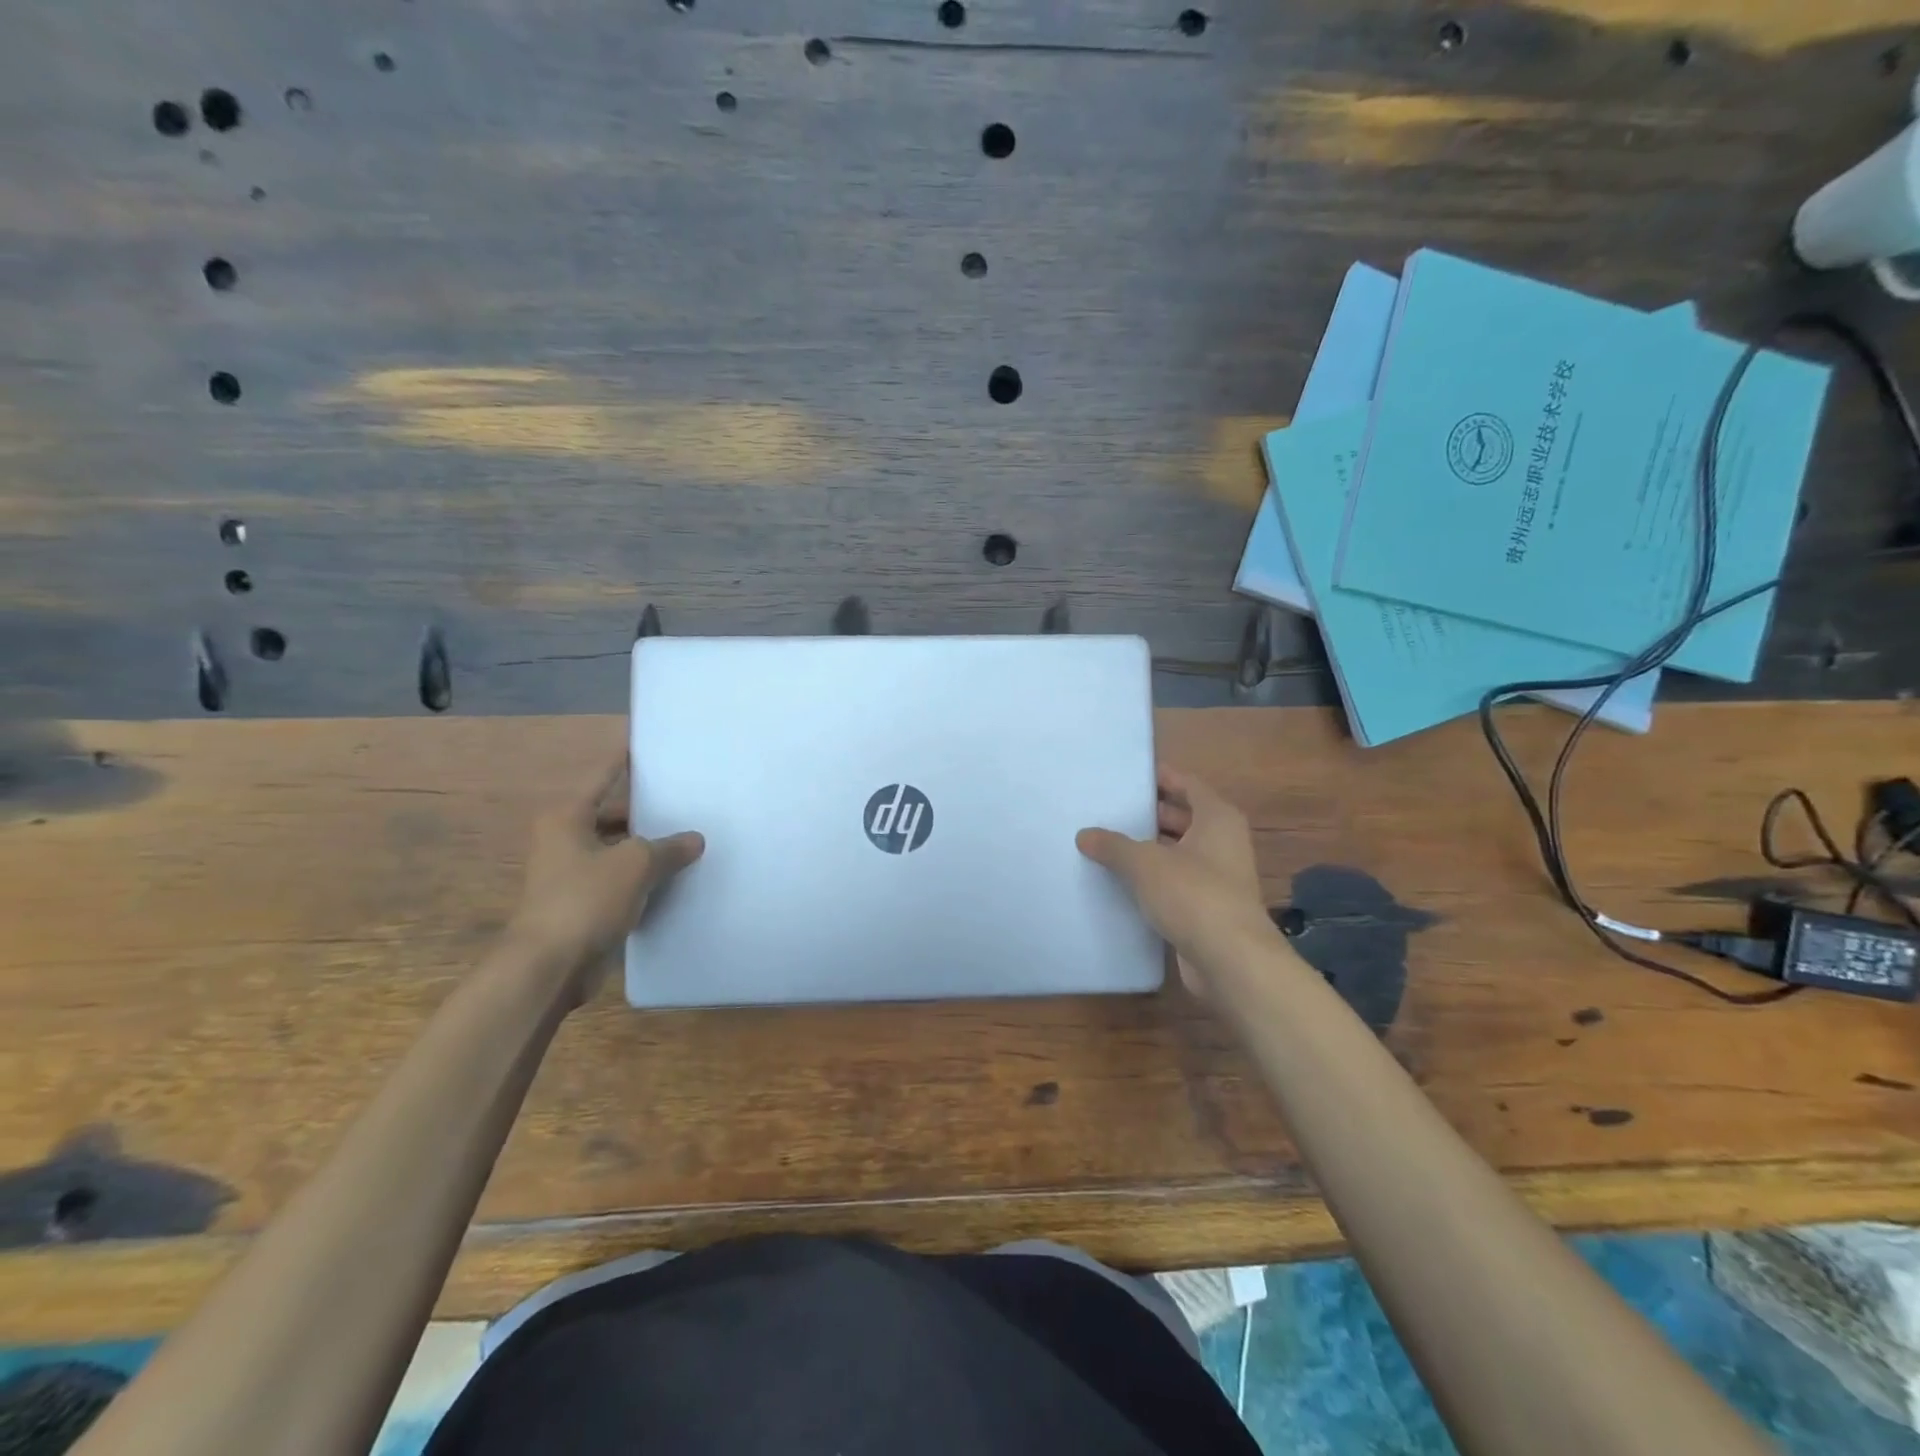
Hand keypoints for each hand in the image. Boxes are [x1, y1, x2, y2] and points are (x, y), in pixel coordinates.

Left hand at [506, 758, 703, 998]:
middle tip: (688, 802)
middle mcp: (565, 839)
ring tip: (691, 840)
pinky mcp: (581, 904)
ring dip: (648, 849)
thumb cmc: (586, 899)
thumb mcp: (636, 864)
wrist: (549, 966)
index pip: (603, 776)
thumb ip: (669, 847)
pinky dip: (642, 879)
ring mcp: (571, 874)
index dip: (626, 760)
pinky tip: (675, 879)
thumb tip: (695, 839)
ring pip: (618, 850)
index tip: (646, 744)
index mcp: (568, 817)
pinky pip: (619, 881)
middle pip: (614, 815)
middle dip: (649, 812)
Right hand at [1077, 764, 1274, 990]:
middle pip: (1183, 817)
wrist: (1231, 960)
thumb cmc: (1193, 895)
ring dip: (1149, 848)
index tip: (1129, 775)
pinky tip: (1121, 881)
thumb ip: (1113, 845)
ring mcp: (1219, 876)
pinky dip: (1154, 878)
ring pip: (1178, 852)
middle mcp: (1223, 842)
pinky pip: (1176, 882)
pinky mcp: (1208, 907)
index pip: (1187, 784)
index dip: (1161, 777)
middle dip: (1149, 813)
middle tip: (1109, 808)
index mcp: (1217, 818)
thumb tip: (1085, 835)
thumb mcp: (1145, 864)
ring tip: (1107, 842)